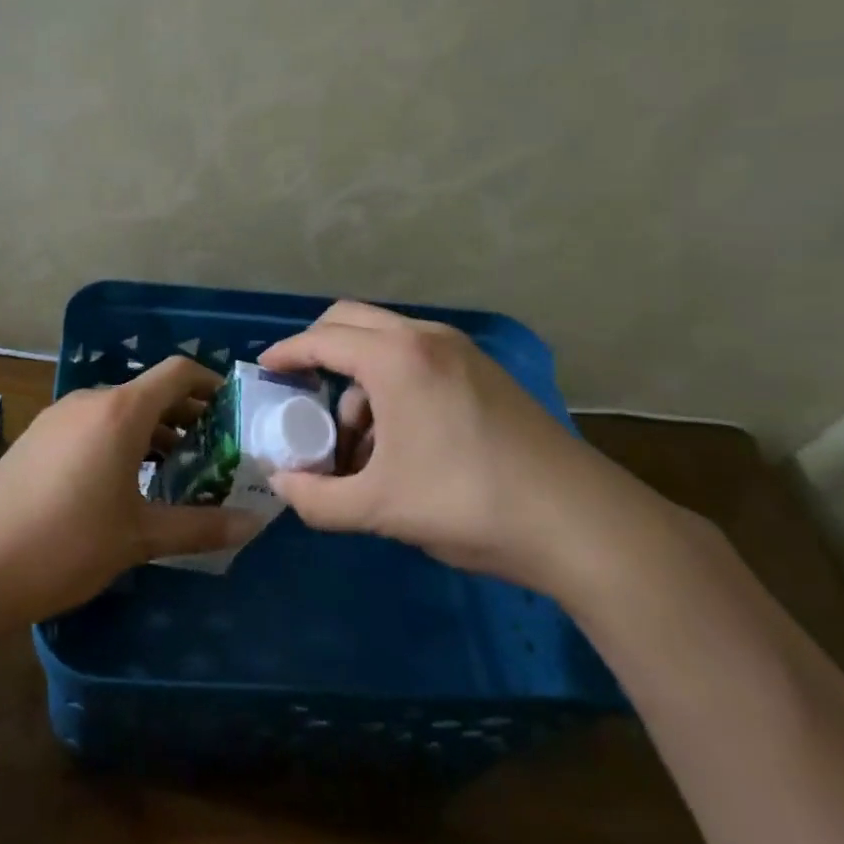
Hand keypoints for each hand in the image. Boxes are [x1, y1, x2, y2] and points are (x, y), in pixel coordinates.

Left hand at [0, 357, 259, 623]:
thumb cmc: (67, 543)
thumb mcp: (139, 536)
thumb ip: (199, 526)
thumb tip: (253, 524)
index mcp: (121, 411)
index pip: (177, 373)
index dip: (211, 384)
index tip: (234, 411)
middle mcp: (90, 401)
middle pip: (149, 392)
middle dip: (186, 416)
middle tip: (214, 451)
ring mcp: (58, 417)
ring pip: (119, 411)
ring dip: (152, 432)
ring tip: (175, 471)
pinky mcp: (37, 437)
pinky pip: (92, 425)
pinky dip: (119, 441)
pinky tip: (124, 483)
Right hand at [259, 301, 666, 594]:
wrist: (580, 522)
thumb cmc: (468, 502)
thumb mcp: (380, 509)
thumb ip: (317, 499)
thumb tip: (281, 485)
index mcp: (395, 358)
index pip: (322, 339)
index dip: (286, 352)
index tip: (264, 368)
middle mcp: (426, 338)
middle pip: (352, 321)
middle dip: (319, 349)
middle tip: (300, 389)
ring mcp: (462, 351)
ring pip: (387, 342)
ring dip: (359, 377)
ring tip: (357, 442)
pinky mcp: (484, 372)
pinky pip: (419, 359)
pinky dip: (393, 384)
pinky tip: (401, 441)